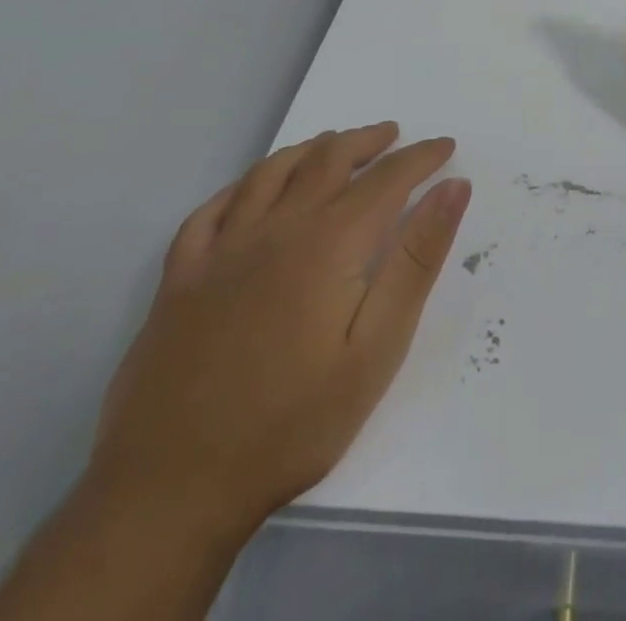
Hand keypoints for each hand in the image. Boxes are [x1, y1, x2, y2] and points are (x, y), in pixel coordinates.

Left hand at [88, 124, 469, 536]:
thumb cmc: (293, 421)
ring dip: (310, 149)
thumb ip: (417, 259)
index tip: (445, 147)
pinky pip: (211, 210)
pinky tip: (251, 190)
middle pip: (328, 160)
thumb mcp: (377, 347)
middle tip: (393, 135)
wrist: (171, 490)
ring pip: (271, 173)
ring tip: (333, 145)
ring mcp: (221, 251)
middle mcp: (276, 228)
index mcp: (329, 242)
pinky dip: (241, 185)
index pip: (387, 179)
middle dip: (367, 141)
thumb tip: (454, 188)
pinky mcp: (179, 279)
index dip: (421, 157)